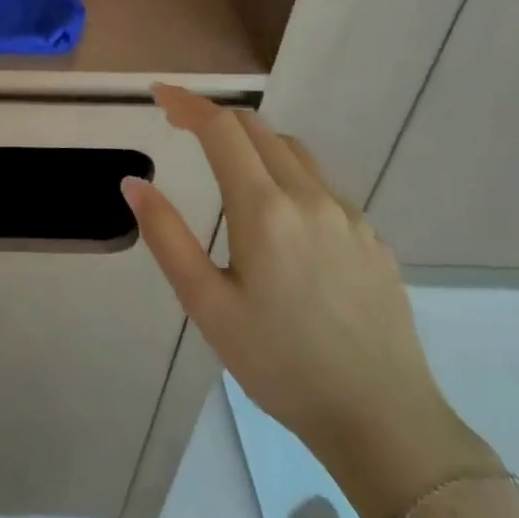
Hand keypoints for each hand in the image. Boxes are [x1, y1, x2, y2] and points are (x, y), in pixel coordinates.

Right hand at [122, 86, 491, 506]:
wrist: (385, 422)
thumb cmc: (280, 364)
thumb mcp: (206, 304)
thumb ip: (166, 236)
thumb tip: (133, 183)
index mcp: (264, 209)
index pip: (221, 129)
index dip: (187, 103)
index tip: (159, 95)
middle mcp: (310, 198)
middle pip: (257, 128)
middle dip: (214, 117)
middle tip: (180, 126)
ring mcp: (349, 217)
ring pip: (292, 151)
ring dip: (251, 141)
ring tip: (224, 163)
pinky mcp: (373, 240)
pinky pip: (321, 185)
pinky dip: (286, 173)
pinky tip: (278, 216)